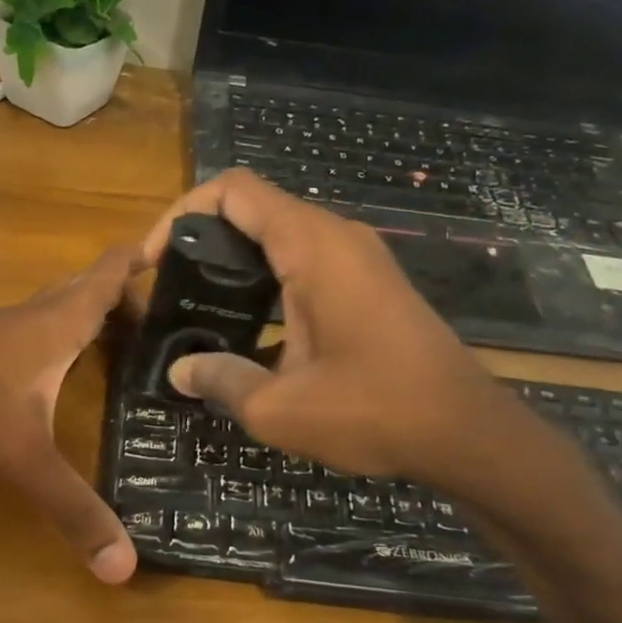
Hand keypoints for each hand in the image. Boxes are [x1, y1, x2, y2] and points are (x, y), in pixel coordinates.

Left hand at [0, 247, 141, 583]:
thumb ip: (72, 507)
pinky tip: (55, 366)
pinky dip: (56, 336)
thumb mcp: (22, 454)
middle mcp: (33, 316)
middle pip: (87, 287)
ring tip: (122, 339)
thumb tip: (123, 568)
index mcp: (58, 323)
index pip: (110, 273)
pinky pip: (31, 329)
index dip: (144, 258)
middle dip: (124, 294)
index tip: (181, 251)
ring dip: (88, 313)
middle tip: (163, 317)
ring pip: (56, 307)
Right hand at [143, 170, 553, 498]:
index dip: (182, 213)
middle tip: (173, 289)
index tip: (155, 261)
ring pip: (282, 234)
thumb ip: (220, 380)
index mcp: (311, 246)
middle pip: (255, 207)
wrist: (466, 432)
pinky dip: (269, 278)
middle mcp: (337, 237)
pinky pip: (308, 260)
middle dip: (204, 239)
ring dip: (237, 261)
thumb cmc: (372, 410)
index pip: (233, 189)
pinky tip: (253, 329)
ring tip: (203, 308)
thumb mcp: (277, 407)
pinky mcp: (372, 283)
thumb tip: (180, 371)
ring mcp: (360, 258)